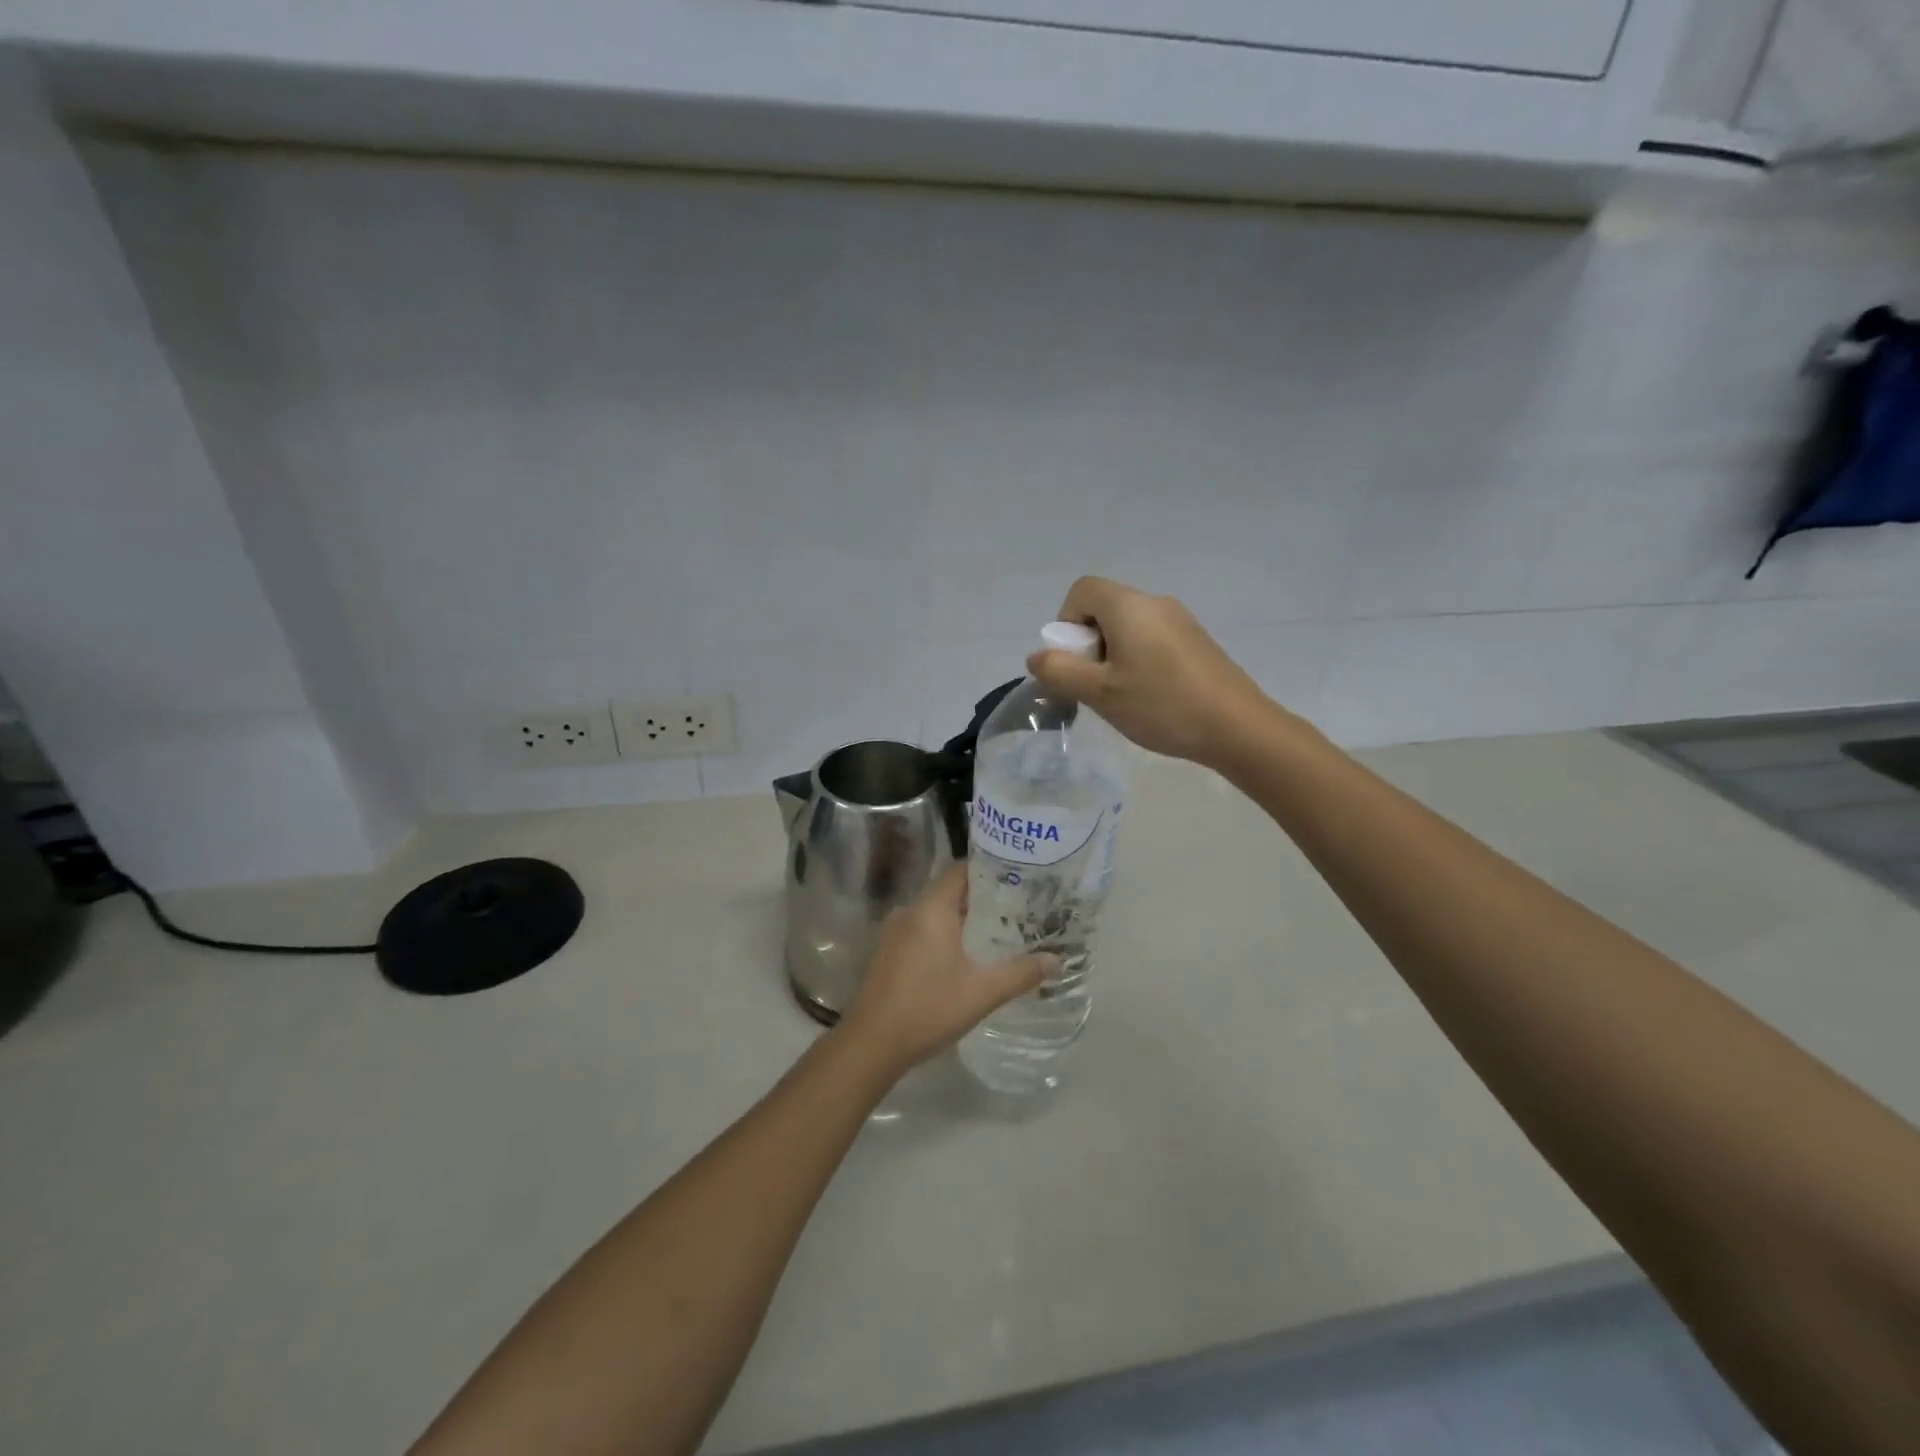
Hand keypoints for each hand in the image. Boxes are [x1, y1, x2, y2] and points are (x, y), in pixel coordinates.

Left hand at [834, 866, 1051, 1083]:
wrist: (871, 1044)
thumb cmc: (929, 1008)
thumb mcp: (982, 992)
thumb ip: (1021, 973)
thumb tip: (1057, 961)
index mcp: (931, 908)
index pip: (961, 870)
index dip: (989, 869)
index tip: (1019, 877)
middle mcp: (910, 911)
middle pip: (950, 890)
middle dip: (982, 897)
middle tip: (1017, 906)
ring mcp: (894, 931)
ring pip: (935, 912)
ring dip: (963, 918)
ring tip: (998, 929)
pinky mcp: (888, 952)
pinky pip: (922, 929)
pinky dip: (944, 934)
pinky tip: (965, 955)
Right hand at [1027, 576, 1278, 767]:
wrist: (1237, 727)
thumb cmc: (1162, 705)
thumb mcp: (1099, 692)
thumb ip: (1059, 671)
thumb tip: (1037, 657)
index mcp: (1129, 606)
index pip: (1081, 590)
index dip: (1066, 622)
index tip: (1075, 661)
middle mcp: (1155, 603)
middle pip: (1104, 608)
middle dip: (1088, 644)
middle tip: (1096, 684)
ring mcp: (1180, 621)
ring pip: (1128, 627)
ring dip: (1112, 656)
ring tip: (1122, 696)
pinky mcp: (1196, 642)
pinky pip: (1152, 639)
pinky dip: (1138, 660)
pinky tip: (1150, 697)